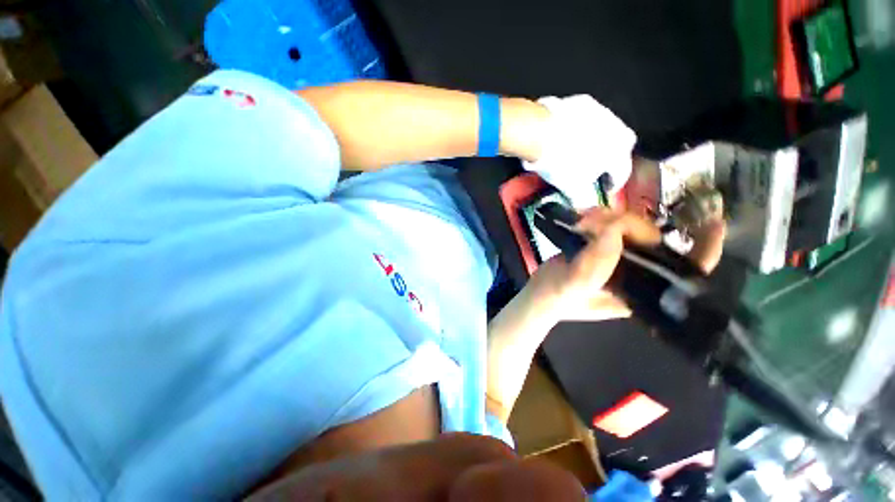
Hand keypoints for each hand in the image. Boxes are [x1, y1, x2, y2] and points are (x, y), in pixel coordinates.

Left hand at [522, 96, 635, 209]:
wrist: (541, 131)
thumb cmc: (562, 163)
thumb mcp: (572, 187)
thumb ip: (583, 199)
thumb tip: (585, 206)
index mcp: (620, 151)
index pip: (621, 172)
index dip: (612, 185)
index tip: (604, 190)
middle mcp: (618, 128)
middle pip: (617, 149)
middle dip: (608, 161)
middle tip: (592, 170)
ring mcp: (601, 112)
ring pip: (603, 132)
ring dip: (594, 143)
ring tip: (577, 153)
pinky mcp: (584, 101)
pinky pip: (586, 120)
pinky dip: (580, 130)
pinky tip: (566, 136)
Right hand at [529, 208, 725, 321]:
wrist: (539, 294)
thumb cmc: (556, 298)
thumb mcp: (574, 287)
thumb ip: (594, 265)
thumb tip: (614, 230)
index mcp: (641, 290)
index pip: (685, 271)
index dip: (704, 248)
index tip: (713, 222)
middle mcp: (637, 271)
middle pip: (651, 237)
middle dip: (628, 224)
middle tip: (593, 221)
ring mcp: (618, 257)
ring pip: (629, 227)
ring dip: (607, 218)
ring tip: (580, 220)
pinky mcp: (600, 247)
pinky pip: (609, 225)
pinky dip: (597, 217)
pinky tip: (581, 218)